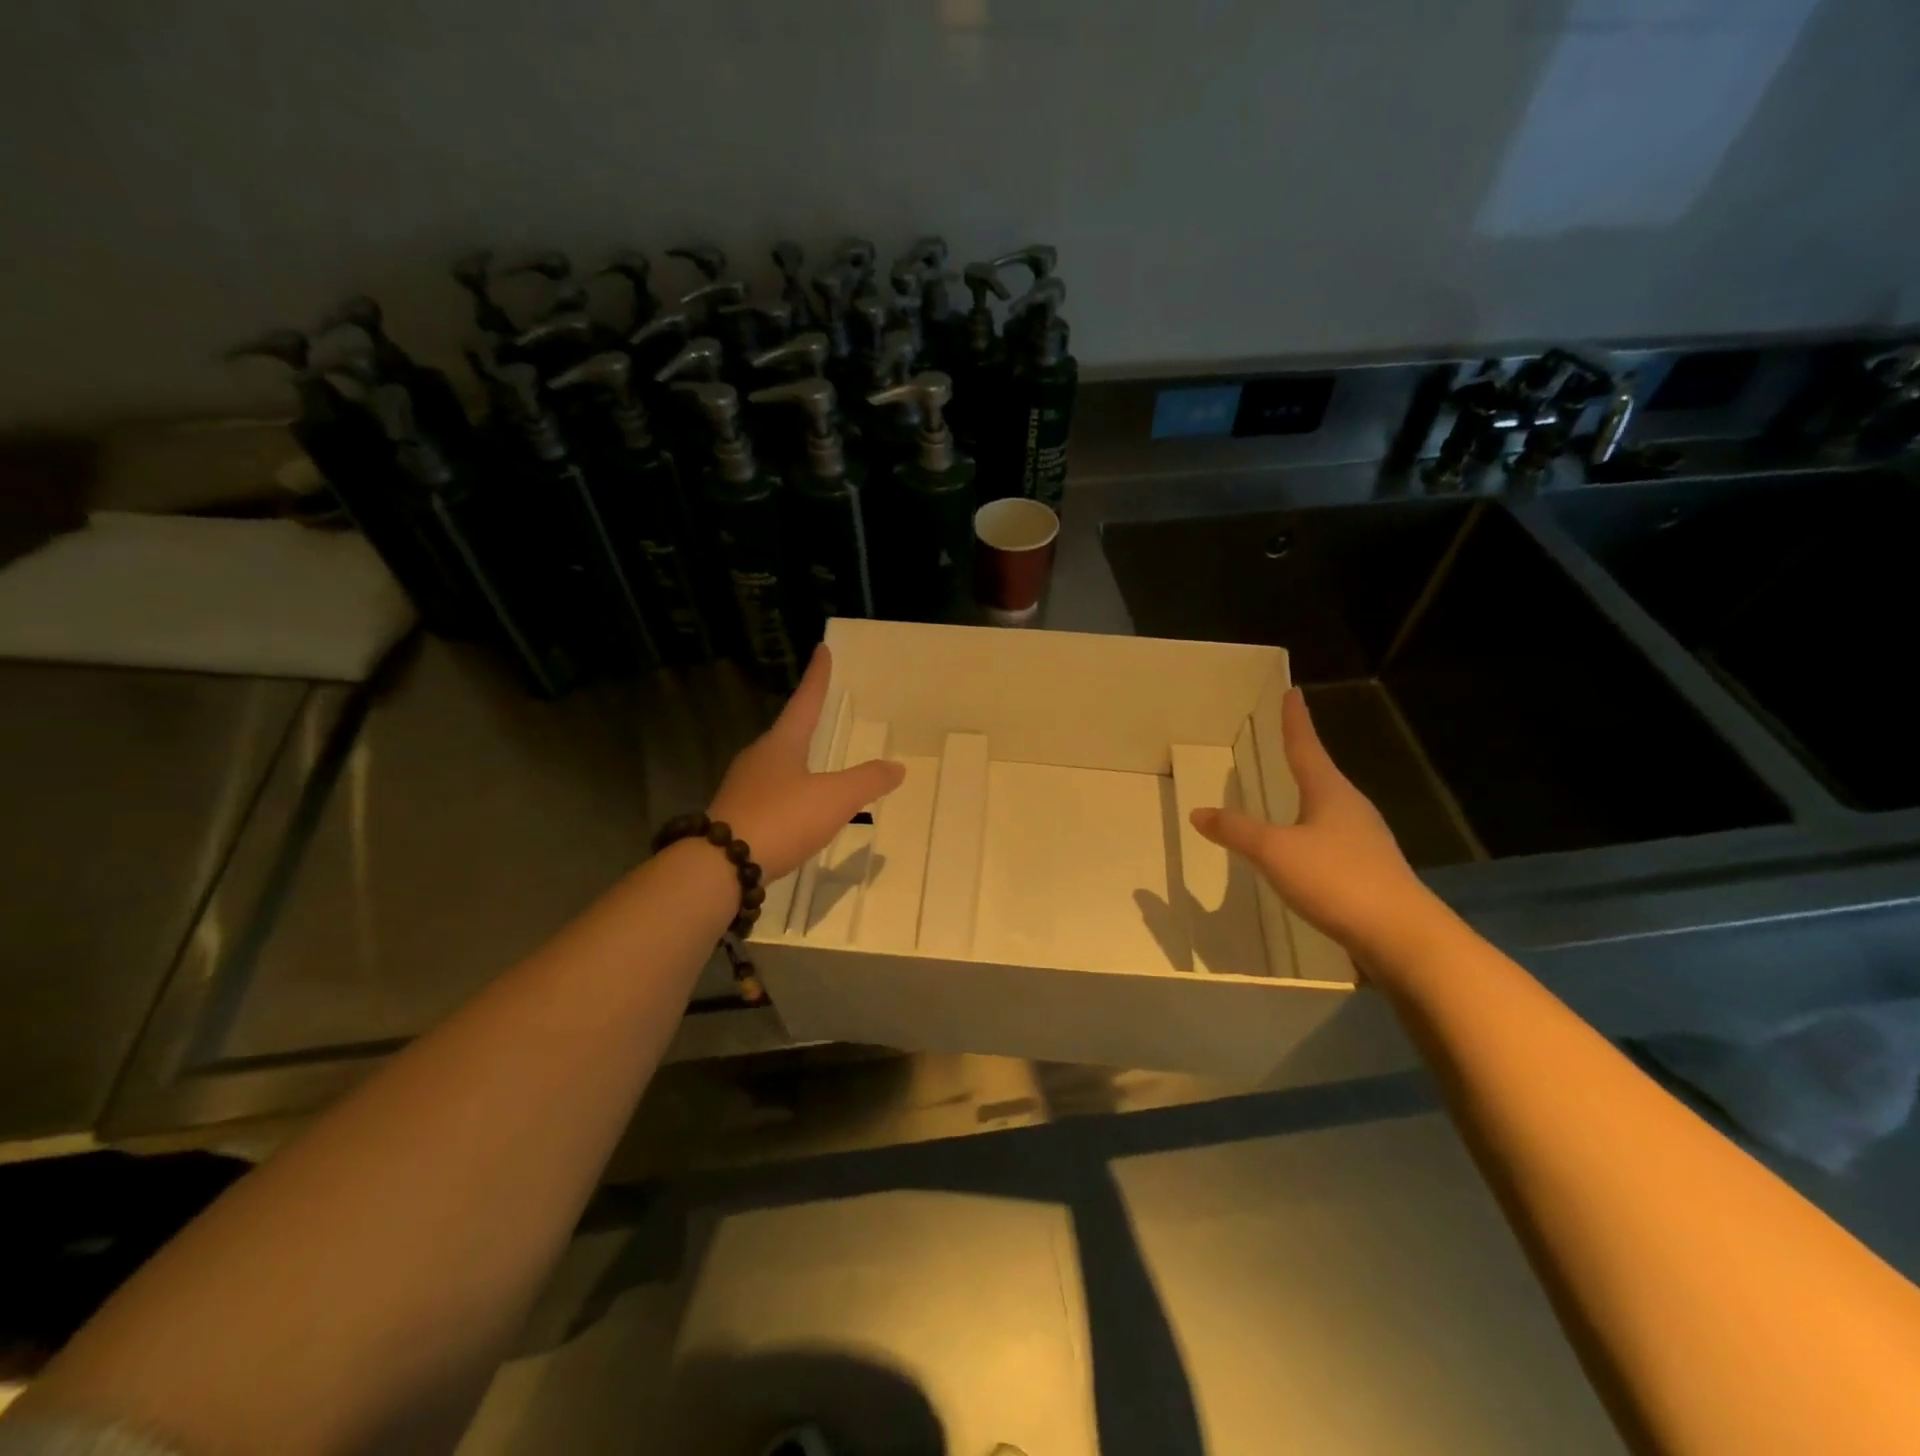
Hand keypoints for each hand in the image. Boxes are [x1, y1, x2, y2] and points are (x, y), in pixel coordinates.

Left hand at [709, 646, 905, 881]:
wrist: (720, 867)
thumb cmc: (782, 818)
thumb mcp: (834, 798)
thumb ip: (867, 781)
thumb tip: (896, 766)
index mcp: (781, 743)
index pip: (805, 701)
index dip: (817, 677)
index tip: (822, 650)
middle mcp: (758, 758)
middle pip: (787, 732)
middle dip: (805, 720)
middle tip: (823, 711)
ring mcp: (743, 787)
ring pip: (776, 764)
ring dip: (796, 759)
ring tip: (815, 761)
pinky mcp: (735, 815)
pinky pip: (769, 793)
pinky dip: (788, 791)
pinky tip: (796, 807)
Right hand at [1190, 687, 1431, 960]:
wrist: (1402, 937)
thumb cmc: (1336, 879)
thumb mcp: (1275, 851)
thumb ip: (1237, 830)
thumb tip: (1199, 812)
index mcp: (1331, 793)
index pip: (1307, 747)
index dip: (1295, 721)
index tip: (1292, 693)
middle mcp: (1352, 810)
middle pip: (1322, 775)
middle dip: (1303, 758)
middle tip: (1285, 742)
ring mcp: (1365, 842)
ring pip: (1329, 809)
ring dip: (1309, 797)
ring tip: (1290, 793)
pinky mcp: (1369, 872)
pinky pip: (1333, 840)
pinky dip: (1312, 834)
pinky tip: (1303, 850)